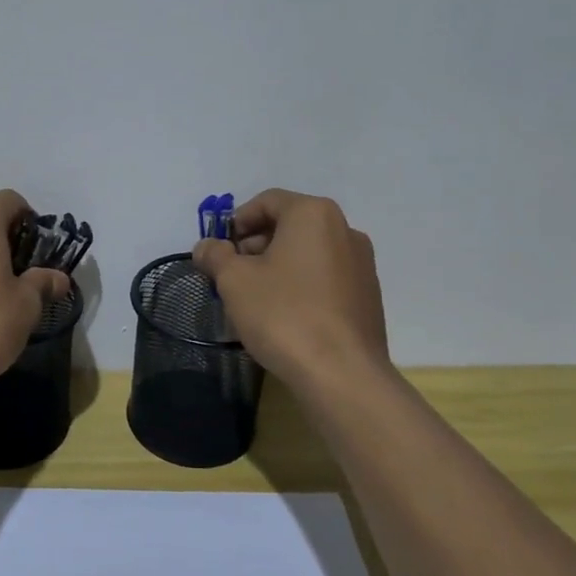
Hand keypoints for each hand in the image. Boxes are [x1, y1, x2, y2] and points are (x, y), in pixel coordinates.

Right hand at [192, 189, 388, 388]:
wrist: (341, 373)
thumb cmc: (283, 314)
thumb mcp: (234, 281)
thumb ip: (216, 256)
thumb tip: (206, 247)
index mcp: (313, 215)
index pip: (268, 201)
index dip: (237, 221)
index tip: (221, 249)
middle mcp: (344, 229)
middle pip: (290, 225)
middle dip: (257, 245)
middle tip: (233, 275)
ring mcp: (362, 264)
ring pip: (308, 253)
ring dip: (278, 266)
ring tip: (256, 298)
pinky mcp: (368, 296)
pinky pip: (326, 277)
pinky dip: (302, 285)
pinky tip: (286, 315)